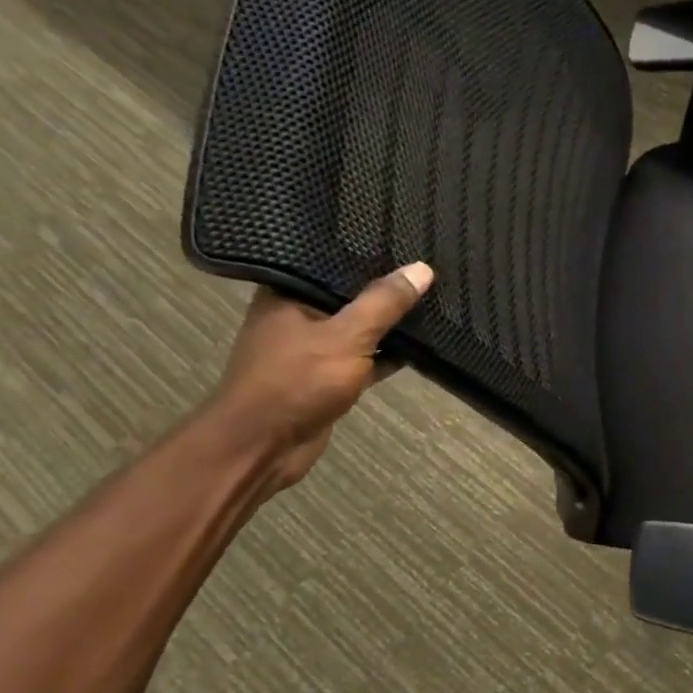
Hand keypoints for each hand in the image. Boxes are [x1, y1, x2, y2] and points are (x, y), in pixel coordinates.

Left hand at [210, 264, 432, 489]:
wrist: (262, 448)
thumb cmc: (297, 381)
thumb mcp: (348, 336)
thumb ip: (384, 303)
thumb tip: (422, 268)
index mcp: (287, 294)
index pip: (334, 262)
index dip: (370, 254)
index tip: (407, 244)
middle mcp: (295, 316)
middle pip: (348, 295)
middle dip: (385, 290)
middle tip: (427, 272)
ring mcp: (310, 350)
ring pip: (357, 329)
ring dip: (387, 325)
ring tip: (430, 303)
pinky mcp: (324, 379)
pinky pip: (361, 358)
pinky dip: (384, 355)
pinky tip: (417, 347)